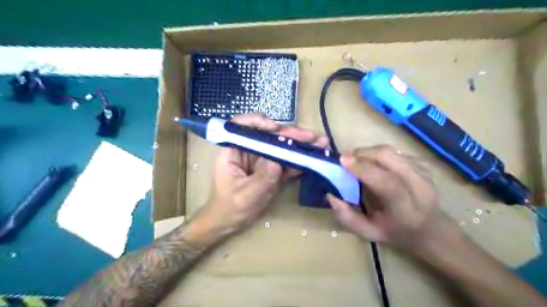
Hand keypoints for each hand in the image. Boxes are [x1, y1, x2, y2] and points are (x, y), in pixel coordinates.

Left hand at [199, 114, 326, 235]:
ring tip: (320, 142)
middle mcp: (249, 151)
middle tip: (310, 136)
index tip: (274, 128)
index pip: (240, 127)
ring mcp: (262, 161)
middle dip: (289, 134)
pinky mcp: (273, 171)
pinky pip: (287, 162)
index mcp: (233, 152)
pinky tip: (315, 157)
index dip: (256, 122)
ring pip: (281, 147)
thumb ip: (261, 180)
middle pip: (268, 135)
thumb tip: (277, 164)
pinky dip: (300, 160)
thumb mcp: (244, 196)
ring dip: (299, 144)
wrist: (230, 223)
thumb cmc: (230, 208)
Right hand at [326, 145, 457, 253]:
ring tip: (356, 160)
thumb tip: (330, 195)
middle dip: (363, 153)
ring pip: (391, 151)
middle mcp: (419, 187)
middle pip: (389, 158)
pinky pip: (395, 152)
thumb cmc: (397, 232)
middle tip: (346, 160)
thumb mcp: (369, 233)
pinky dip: (378, 154)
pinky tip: (373, 163)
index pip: (386, 182)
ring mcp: (424, 172)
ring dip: (368, 152)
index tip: (343, 161)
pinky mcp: (423, 164)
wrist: (431, 229)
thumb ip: (347, 218)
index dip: (363, 168)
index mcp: (406, 209)